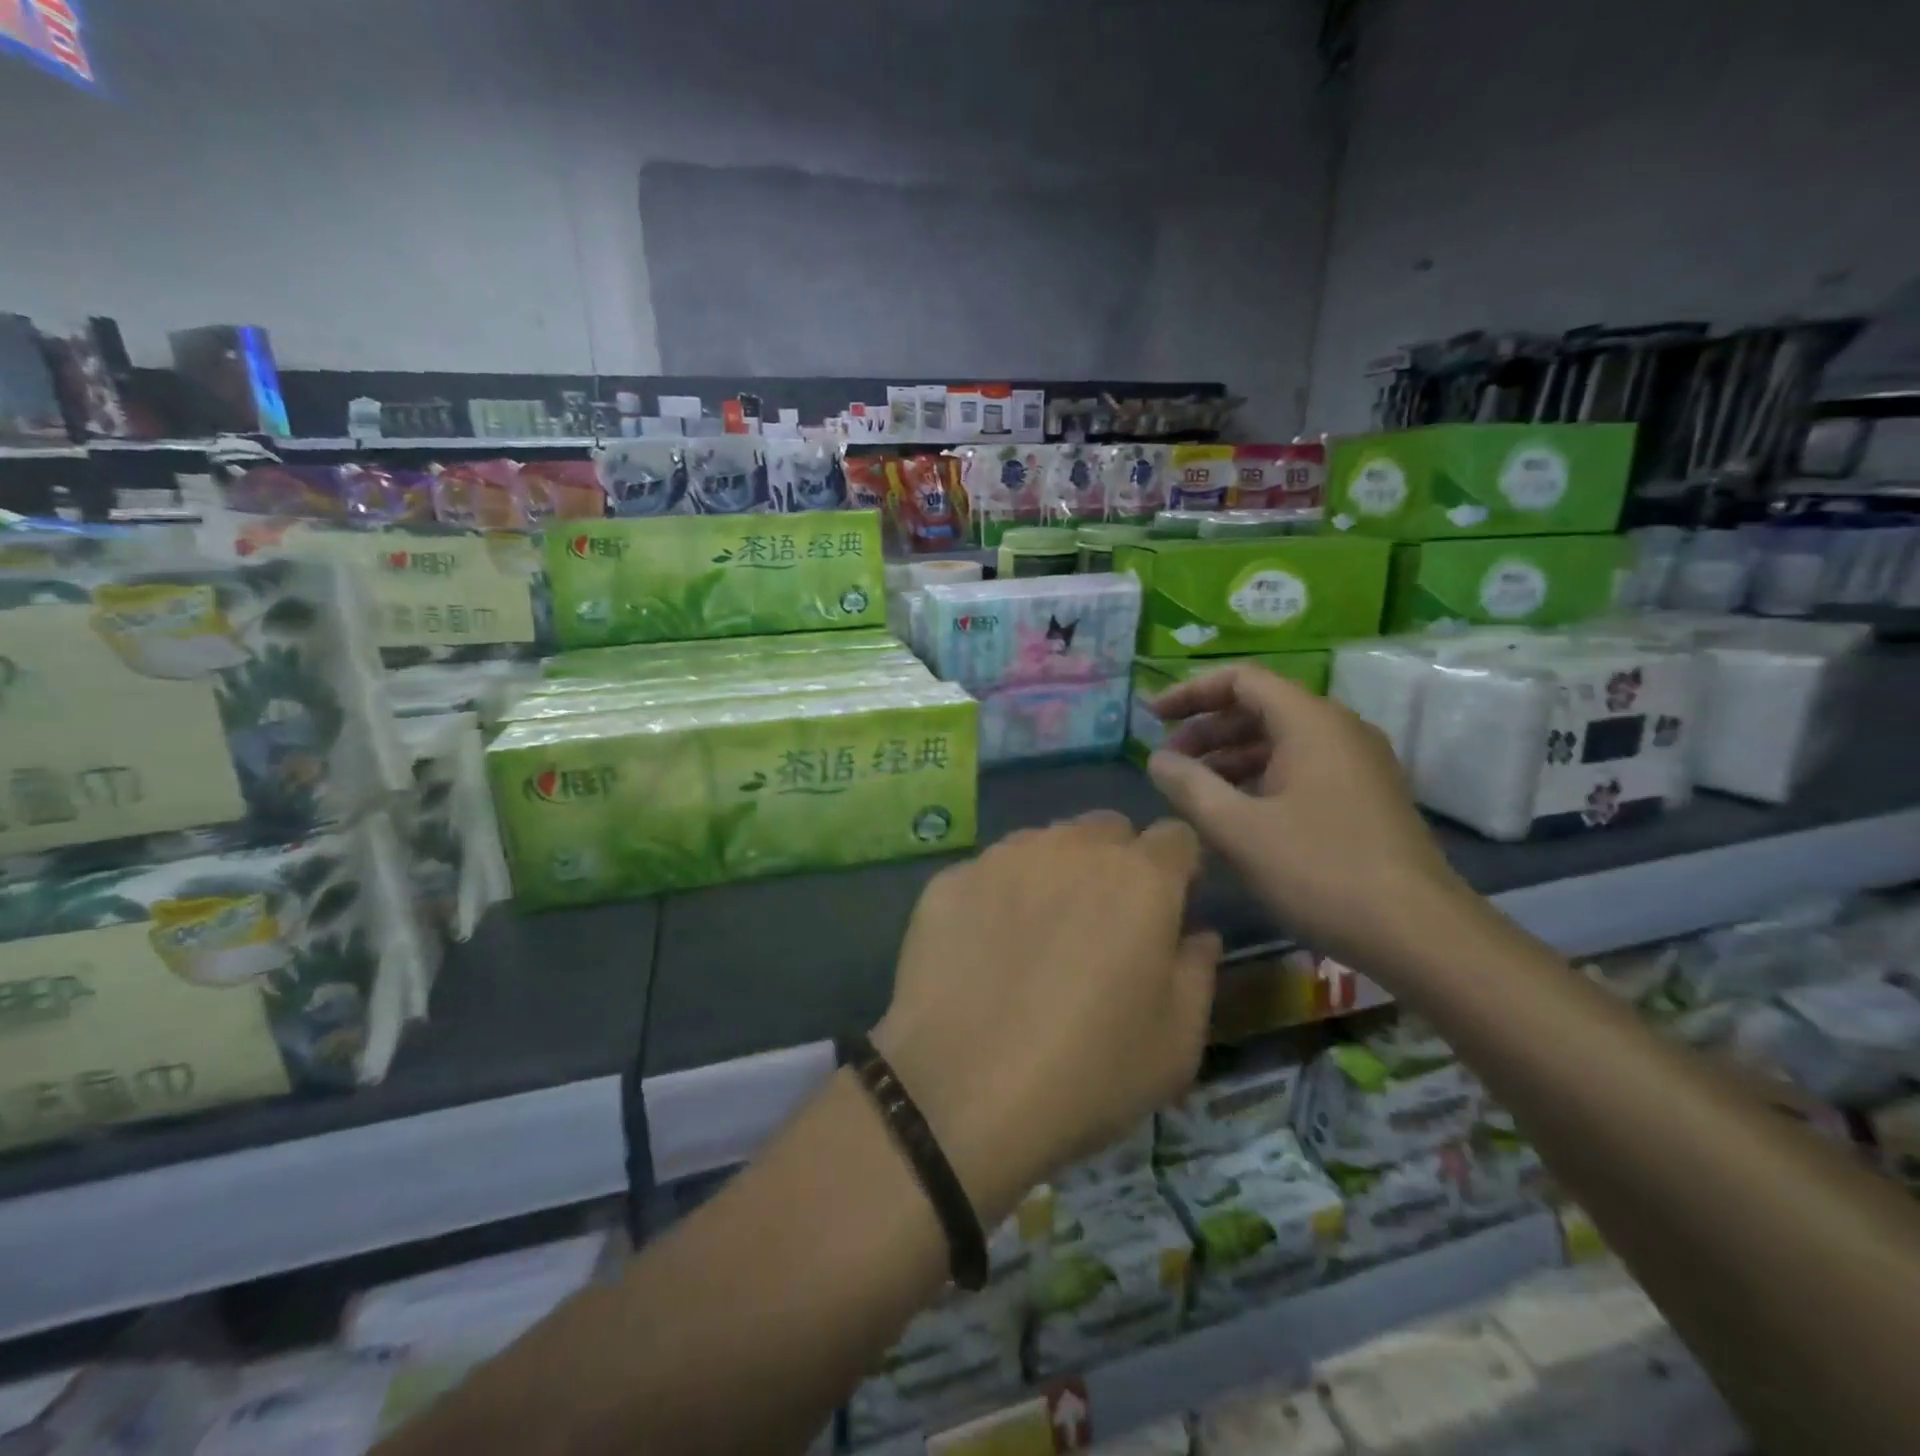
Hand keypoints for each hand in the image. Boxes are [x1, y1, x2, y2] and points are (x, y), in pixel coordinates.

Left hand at [873, 812, 1219, 1225]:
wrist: (961, 1092)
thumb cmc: (1089, 1073)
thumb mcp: (1177, 1043)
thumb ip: (1197, 972)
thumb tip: (1196, 934)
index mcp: (1140, 878)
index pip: (1175, 836)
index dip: (1179, 867)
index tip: (1170, 905)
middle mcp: (1071, 847)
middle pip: (1107, 830)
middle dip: (1116, 862)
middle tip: (1103, 921)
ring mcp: (1002, 857)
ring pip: (1044, 842)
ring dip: (1054, 872)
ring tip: (1038, 934)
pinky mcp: (950, 878)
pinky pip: (988, 872)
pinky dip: (997, 896)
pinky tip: (982, 949)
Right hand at [1146, 664, 1474, 971]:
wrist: (1420, 934)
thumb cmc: (1321, 872)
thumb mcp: (1238, 830)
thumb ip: (1189, 786)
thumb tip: (1157, 759)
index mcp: (1311, 722)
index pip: (1241, 680)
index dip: (1190, 692)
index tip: (1152, 717)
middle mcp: (1338, 730)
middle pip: (1260, 707)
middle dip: (1206, 729)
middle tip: (1167, 761)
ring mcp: (1356, 764)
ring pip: (1280, 741)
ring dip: (1230, 757)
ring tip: (1192, 790)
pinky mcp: (1363, 797)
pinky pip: (1300, 768)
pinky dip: (1259, 778)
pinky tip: (1235, 813)